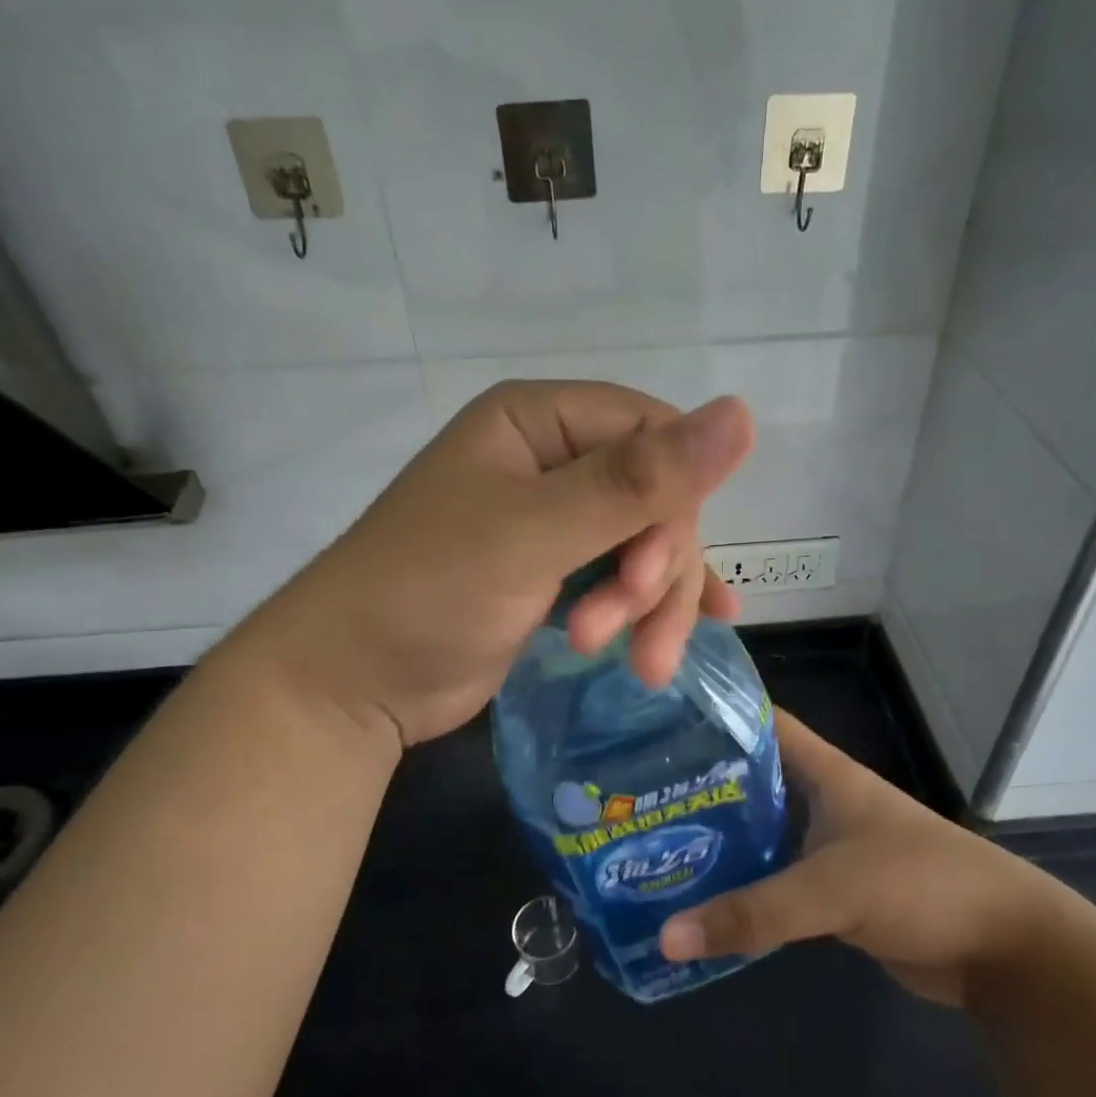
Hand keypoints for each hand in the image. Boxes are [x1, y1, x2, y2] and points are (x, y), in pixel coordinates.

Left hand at [235, 380, 754, 746]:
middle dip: (656, 571)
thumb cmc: (430, 590)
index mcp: (540, 420)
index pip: (653, 434)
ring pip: (647, 544)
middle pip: (656, 497)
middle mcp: (552, 459)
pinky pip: (625, 577)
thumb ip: (637, 481)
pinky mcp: (556, 573)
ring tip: (637, 663)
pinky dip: (651, 610)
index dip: (675, 502)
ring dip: (651, 605)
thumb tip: (743, 413)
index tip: (655, 573)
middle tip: (626, 633)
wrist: (352, 683)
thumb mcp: (536, 532)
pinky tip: (677, 640)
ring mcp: (555, 519)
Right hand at [658, 710, 1061, 1006]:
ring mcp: (828, 845)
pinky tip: (699, 901)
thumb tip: (665, 936)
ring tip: (652, 846)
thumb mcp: (832, 890)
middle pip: (751, 779)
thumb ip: (752, 913)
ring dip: (717, 841)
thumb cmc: (920, 884)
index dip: (716, 712)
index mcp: (825, 772)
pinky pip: (775, 881)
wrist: (1003, 947)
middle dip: (700, 784)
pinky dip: (742, 888)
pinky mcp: (833, 891)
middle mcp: (822, 800)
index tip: (657, 718)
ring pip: (759, 833)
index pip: (762, 721)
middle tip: (636, 794)